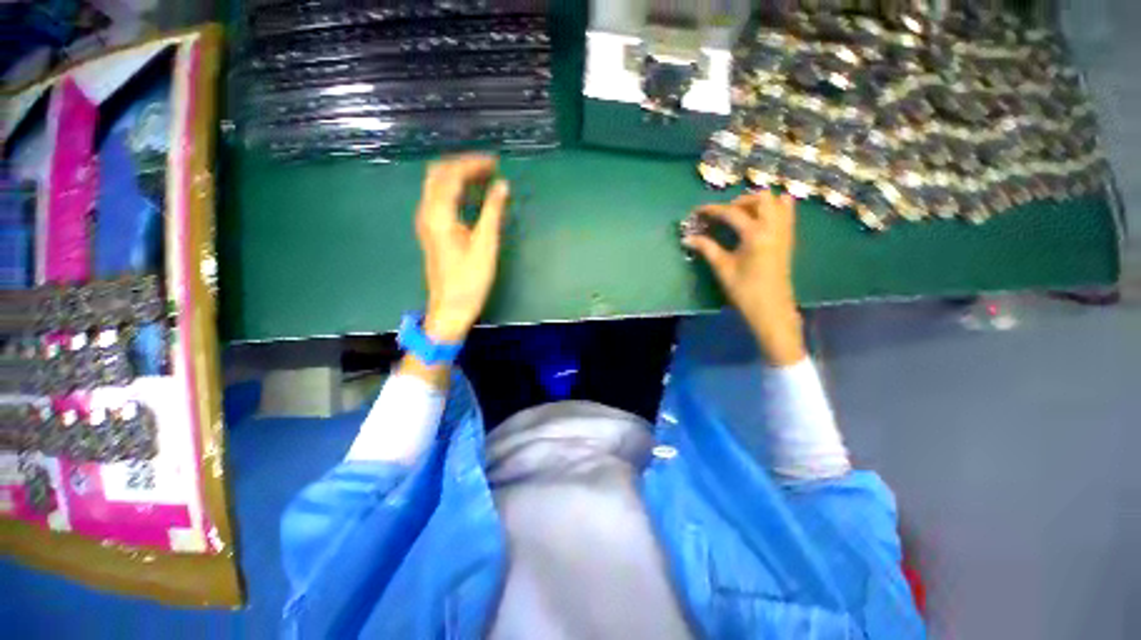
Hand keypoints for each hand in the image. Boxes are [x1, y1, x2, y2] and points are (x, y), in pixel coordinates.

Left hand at [415, 154, 509, 342]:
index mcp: (439, 214)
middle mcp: (427, 212)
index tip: (495, 162)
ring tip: (483, 177)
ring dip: (457, 176)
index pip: (451, 175)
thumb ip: (493, 212)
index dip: (473, 164)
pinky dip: (454, 189)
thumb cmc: (470, 279)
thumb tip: (502, 185)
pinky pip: (439, 198)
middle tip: (488, 167)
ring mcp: (426, 222)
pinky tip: (470, 195)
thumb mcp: (486, 245)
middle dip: (462, 165)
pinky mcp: (431, 231)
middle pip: (438, 174)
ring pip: (436, 185)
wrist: (450, 307)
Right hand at [682, 191, 806, 366]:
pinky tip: (762, 216)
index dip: (712, 210)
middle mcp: (773, 227)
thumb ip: (706, 248)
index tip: (698, 211)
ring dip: (758, 203)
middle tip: (724, 214)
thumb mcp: (723, 268)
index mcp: (755, 234)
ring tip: (741, 214)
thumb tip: (687, 238)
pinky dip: (776, 208)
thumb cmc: (744, 290)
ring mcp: (784, 232)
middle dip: (740, 201)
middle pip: (761, 198)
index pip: (731, 213)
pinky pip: (787, 214)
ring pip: (777, 202)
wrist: (770, 309)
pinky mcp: (787, 239)